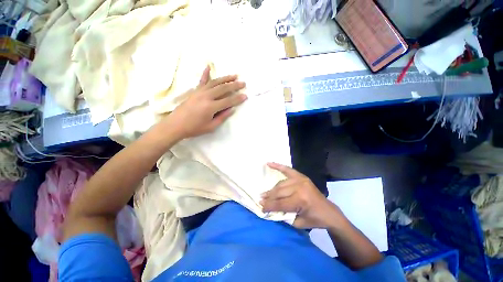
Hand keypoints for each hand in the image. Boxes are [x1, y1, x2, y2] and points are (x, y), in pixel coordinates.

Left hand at [165, 66, 246, 138]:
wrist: (176, 125)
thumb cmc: (194, 128)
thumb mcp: (211, 126)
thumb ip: (222, 117)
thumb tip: (232, 109)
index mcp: (211, 107)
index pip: (228, 101)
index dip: (238, 99)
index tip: (245, 96)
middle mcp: (206, 96)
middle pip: (223, 88)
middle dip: (235, 85)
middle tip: (243, 83)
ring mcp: (200, 92)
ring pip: (215, 82)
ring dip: (225, 78)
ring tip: (234, 75)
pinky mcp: (195, 91)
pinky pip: (201, 81)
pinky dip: (205, 73)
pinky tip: (208, 67)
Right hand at [260, 163, 344, 228]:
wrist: (329, 212)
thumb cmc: (314, 219)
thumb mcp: (298, 223)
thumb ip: (283, 215)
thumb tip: (270, 209)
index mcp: (300, 200)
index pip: (280, 203)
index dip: (269, 206)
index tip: (261, 207)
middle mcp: (299, 187)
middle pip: (279, 192)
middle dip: (269, 197)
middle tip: (260, 200)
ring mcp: (300, 180)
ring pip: (281, 184)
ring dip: (272, 189)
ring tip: (264, 193)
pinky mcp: (301, 176)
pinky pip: (287, 169)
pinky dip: (278, 166)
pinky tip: (269, 163)